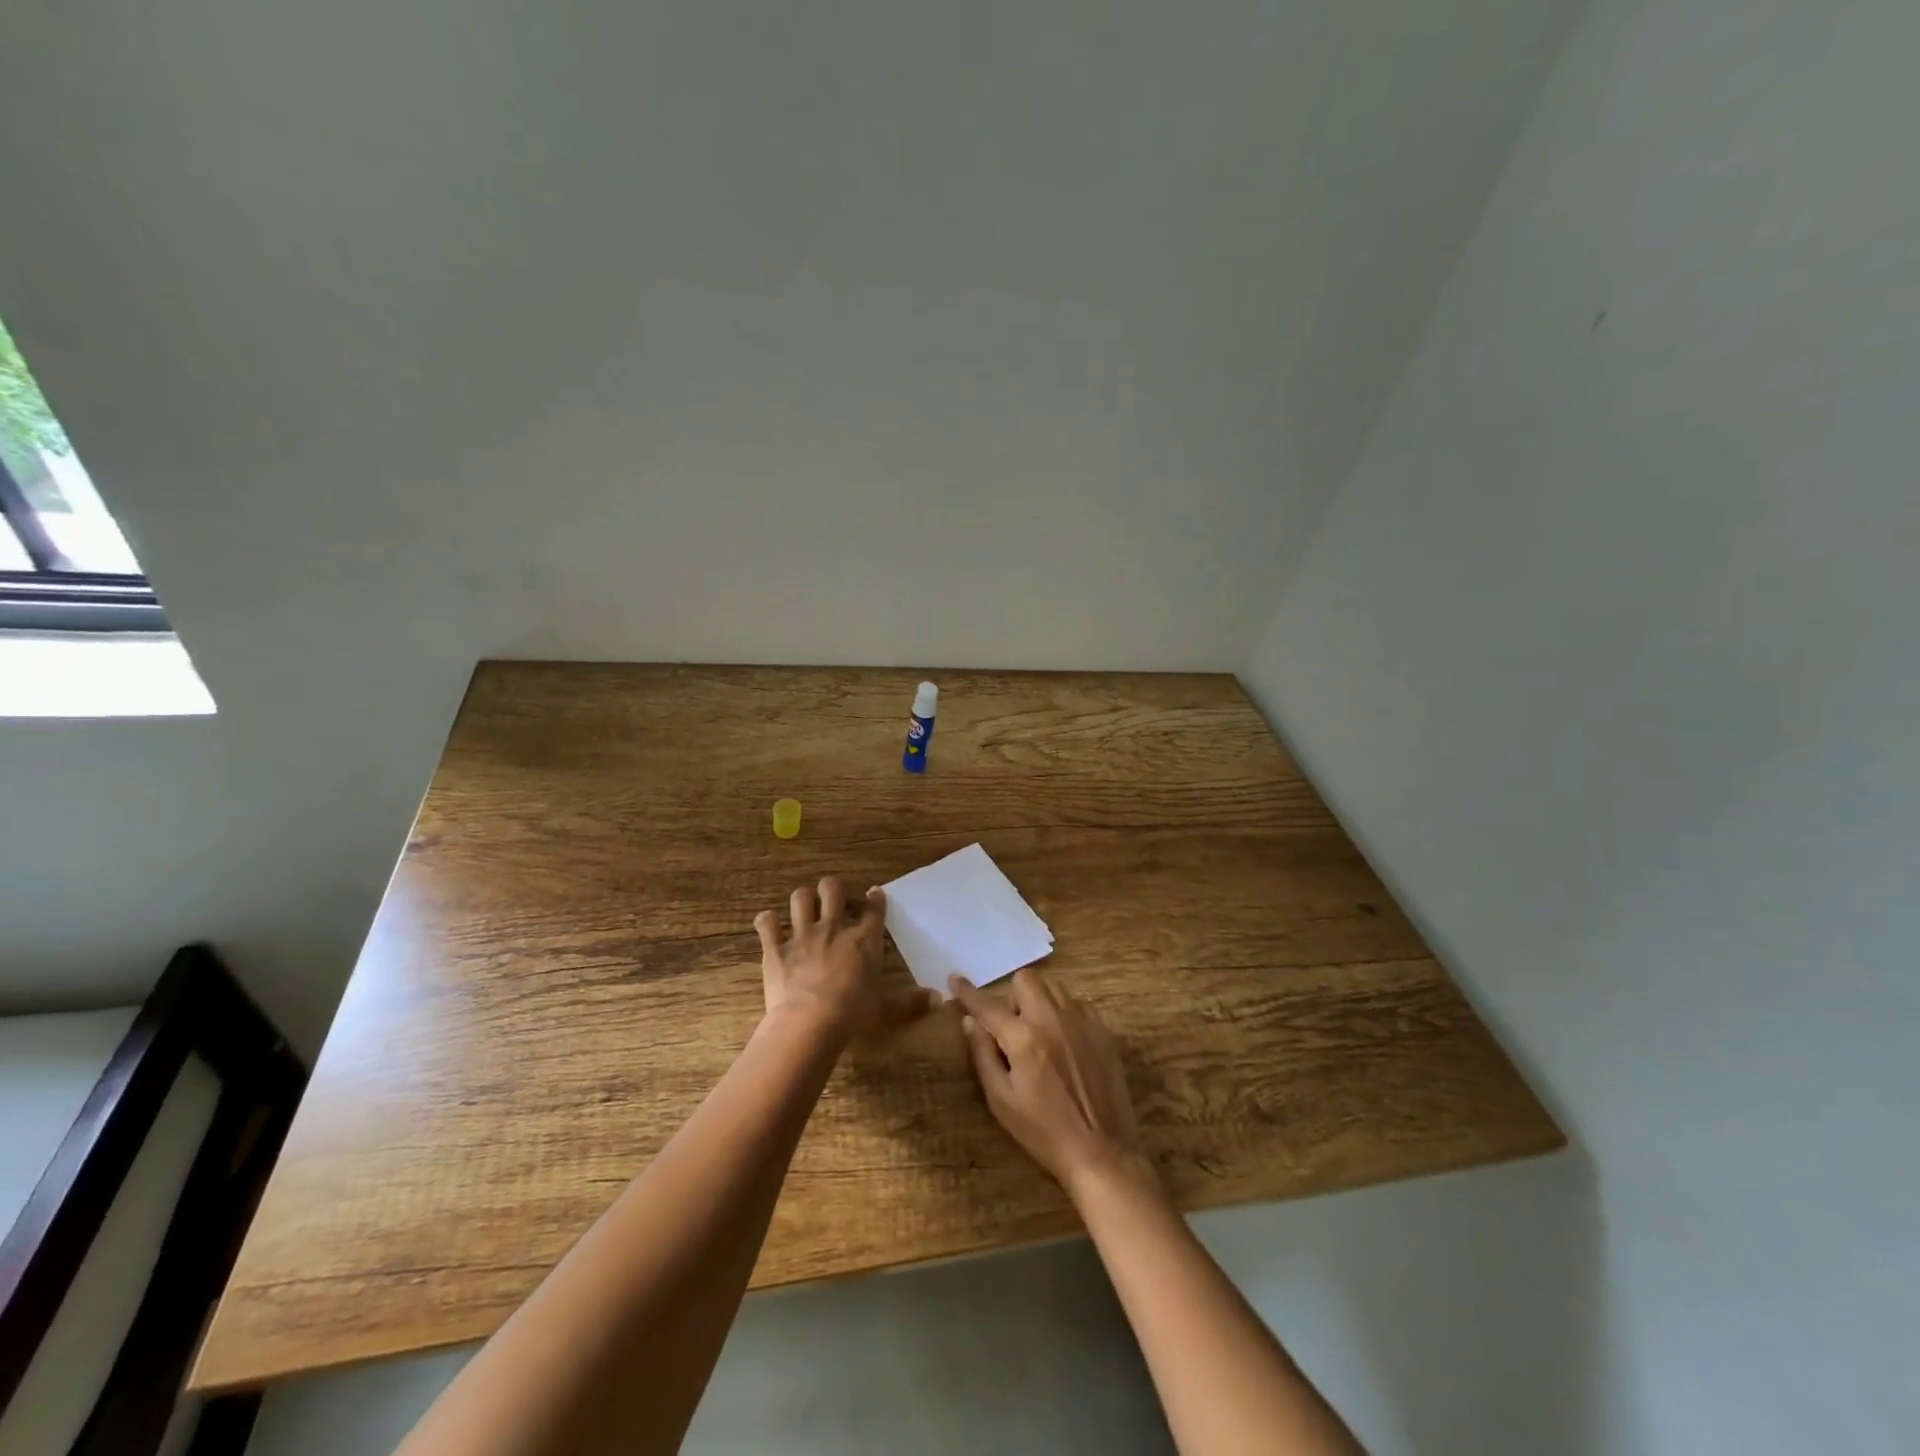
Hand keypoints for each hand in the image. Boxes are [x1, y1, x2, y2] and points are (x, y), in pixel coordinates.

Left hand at [755, 879, 936, 1039]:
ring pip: (800, 898)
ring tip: (804, 906)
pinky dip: (767, 921)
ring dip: (802, 898)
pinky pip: (766, 923)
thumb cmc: (853, 1014)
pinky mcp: (775, 948)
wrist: (809, 1024)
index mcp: (863, 940)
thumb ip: (911, 1002)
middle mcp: (833, 928)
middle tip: (834, 899)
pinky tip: (769, 924)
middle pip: (833, 889)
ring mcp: (802, 935)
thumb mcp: (886, 1009)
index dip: (875, 898)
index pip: (873, 909)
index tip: (874, 894)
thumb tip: (940, 999)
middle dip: (833, 888)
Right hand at [948, 967, 1151, 1199]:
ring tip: (1041, 1034)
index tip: (955, 978)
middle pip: (1026, 979)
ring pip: (1054, 988)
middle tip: (1012, 1028)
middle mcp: (1053, 1019)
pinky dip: (1065, 1014)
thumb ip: (983, 1055)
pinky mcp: (1103, 1031)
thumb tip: (969, 1021)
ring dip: (1040, 1002)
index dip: (967, 992)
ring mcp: (1082, 1022)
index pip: (988, 1005)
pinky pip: (1078, 1004)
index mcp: (1024, 1038)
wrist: (1100, 1152)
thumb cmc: (1043, 1132)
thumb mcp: (1002, 1100)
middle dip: (1012, 996)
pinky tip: (1066, 1042)